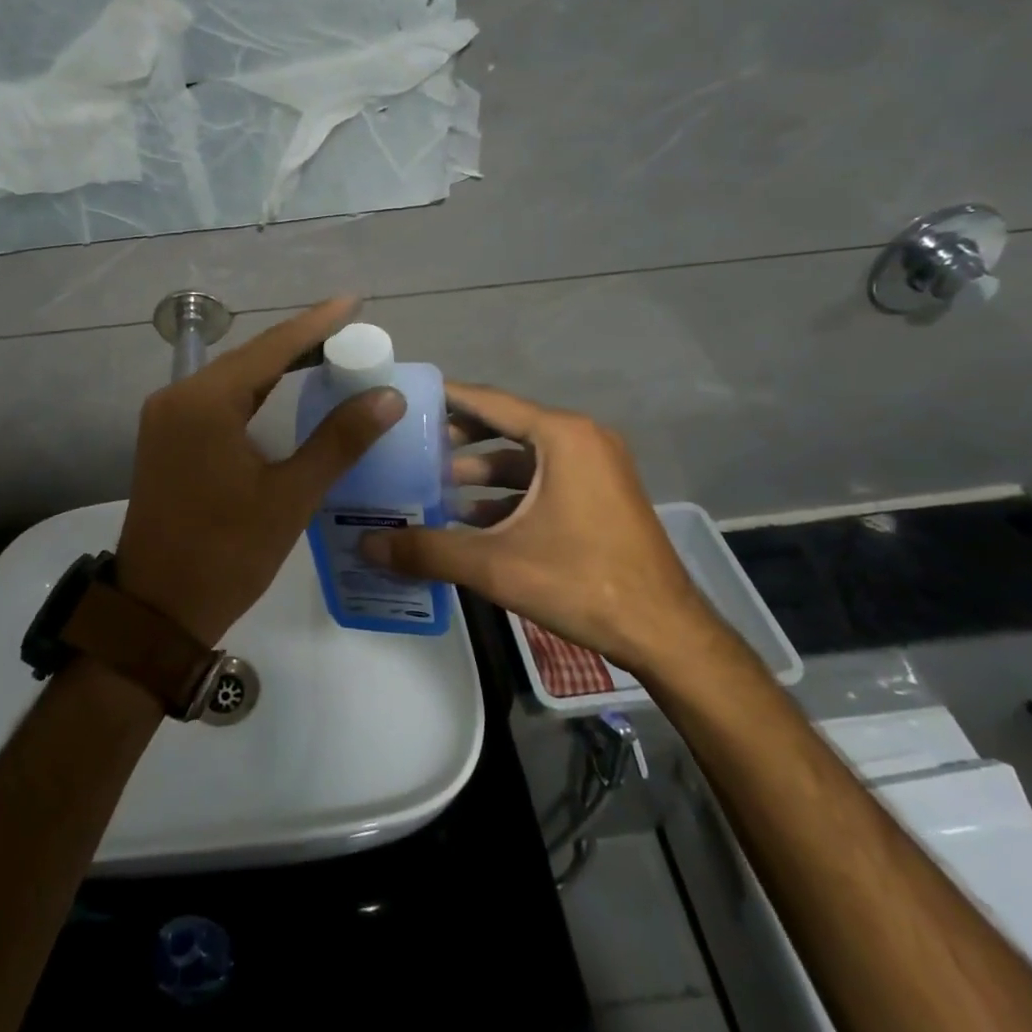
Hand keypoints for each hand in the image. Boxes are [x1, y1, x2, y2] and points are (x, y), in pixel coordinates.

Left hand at [114, 297, 405, 645]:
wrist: (157, 609)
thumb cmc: (227, 553)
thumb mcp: (290, 496)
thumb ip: (339, 441)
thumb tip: (386, 396)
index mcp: (205, 402)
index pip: (271, 348)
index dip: (316, 324)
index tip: (353, 302)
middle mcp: (178, 397)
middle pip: (249, 357)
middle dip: (300, 343)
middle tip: (350, 333)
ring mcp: (167, 418)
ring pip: (232, 378)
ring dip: (277, 366)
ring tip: (327, 354)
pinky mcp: (167, 439)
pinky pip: (218, 401)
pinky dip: (254, 392)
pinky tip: (283, 392)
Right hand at [359, 383, 719, 677]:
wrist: (666, 633)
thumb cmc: (582, 582)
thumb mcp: (496, 564)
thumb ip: (428, 550)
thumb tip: (366, 546)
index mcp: (562, 437)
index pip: (489, 402)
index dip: (444, 398)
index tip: (405, 399)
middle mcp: (581, 439)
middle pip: (504, 426)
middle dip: (456, 439)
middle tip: (410, 449)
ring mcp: (595, 467)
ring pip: (523, 457)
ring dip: (479, 471)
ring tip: (431, 487)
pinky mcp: (600, 495)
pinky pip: (542, 479)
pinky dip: (506, 493)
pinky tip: (470, 519)